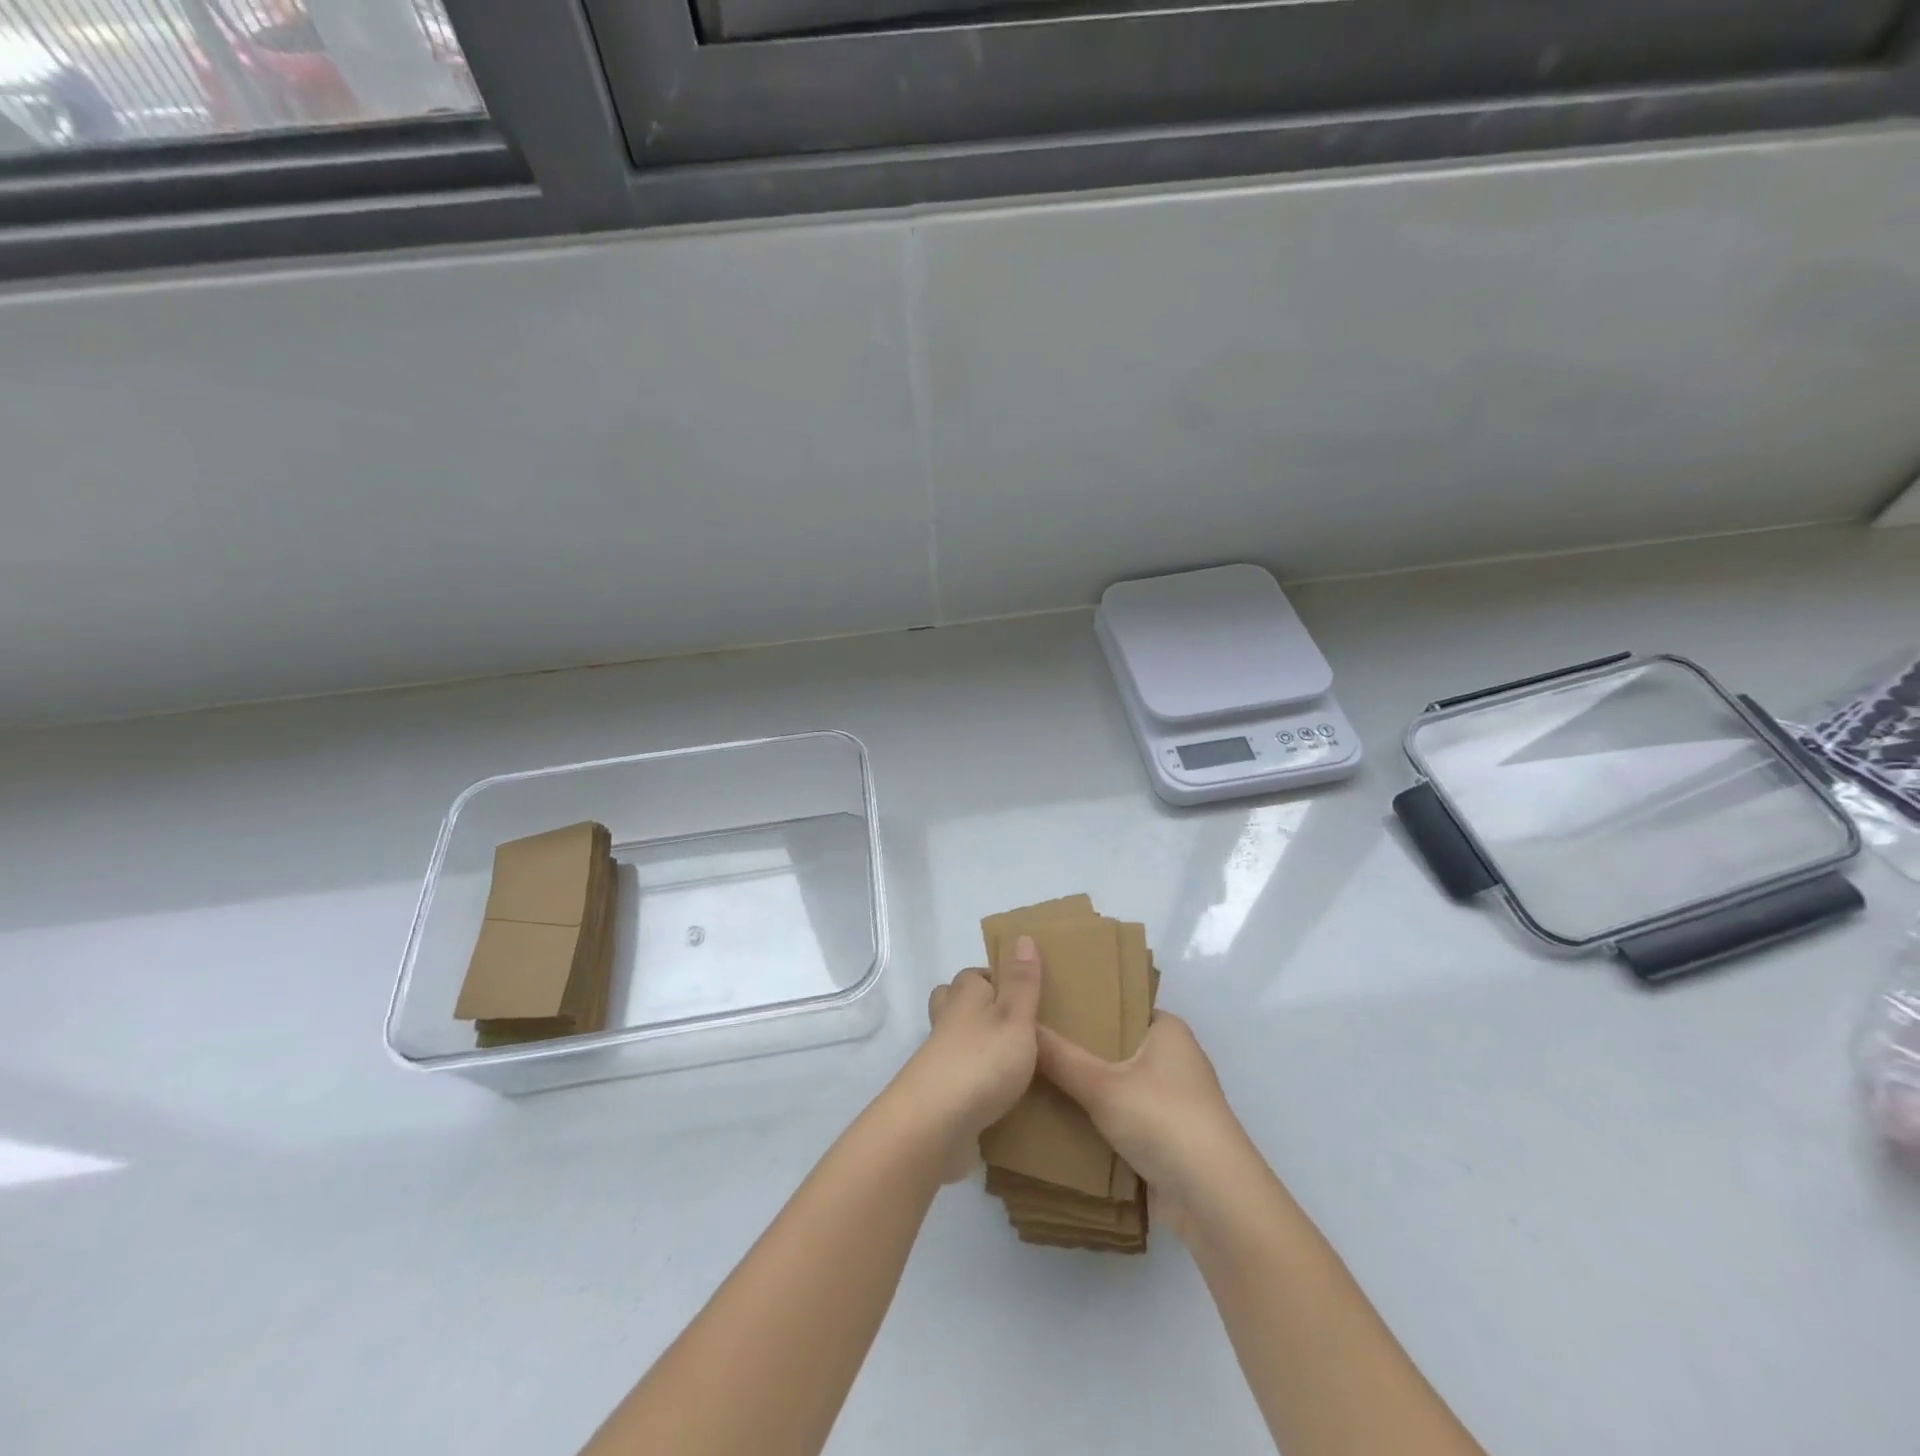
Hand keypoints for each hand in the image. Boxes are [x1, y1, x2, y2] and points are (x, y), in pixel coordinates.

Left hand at [887, 935, 1042, 1182]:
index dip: (995, 980)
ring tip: (1008, 1060)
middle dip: (975, 1007)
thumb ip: (1022, 982)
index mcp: (965, 996)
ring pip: (953, 1040)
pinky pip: (955, 1077)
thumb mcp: (1015, 1016)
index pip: (975, 976)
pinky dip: (971, 1079)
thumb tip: (1023, 936)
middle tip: (1010, 1024)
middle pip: (954, 1003)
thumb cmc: (982, 1061)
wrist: (934, 1123)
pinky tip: (994, 1095)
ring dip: (973, 1045)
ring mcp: (937, 1059)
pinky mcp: (937, 1094)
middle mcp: (946, 1021)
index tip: (1021, 994)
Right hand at [1036, 1012, 1257, 1240]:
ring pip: (1113, 1082)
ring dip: (1081, 1084)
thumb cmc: (1165, 1120)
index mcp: (1166, 1030)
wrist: (1214, 1203)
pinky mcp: (1161, 1136)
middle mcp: (1170, 1057)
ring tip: (1028, 1070)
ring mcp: (1167, 1099)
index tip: (1042, 998)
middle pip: (1112, 1043)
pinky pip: (1117, 1115)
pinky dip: (1092, 1116)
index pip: (1118, 1001)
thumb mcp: (1104, 1085)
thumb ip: (1059, 1057)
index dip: (1083, 999)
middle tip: (1025, 1035)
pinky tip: (1051, 1112)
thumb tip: (1020, 1026)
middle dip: (1074, 1044)